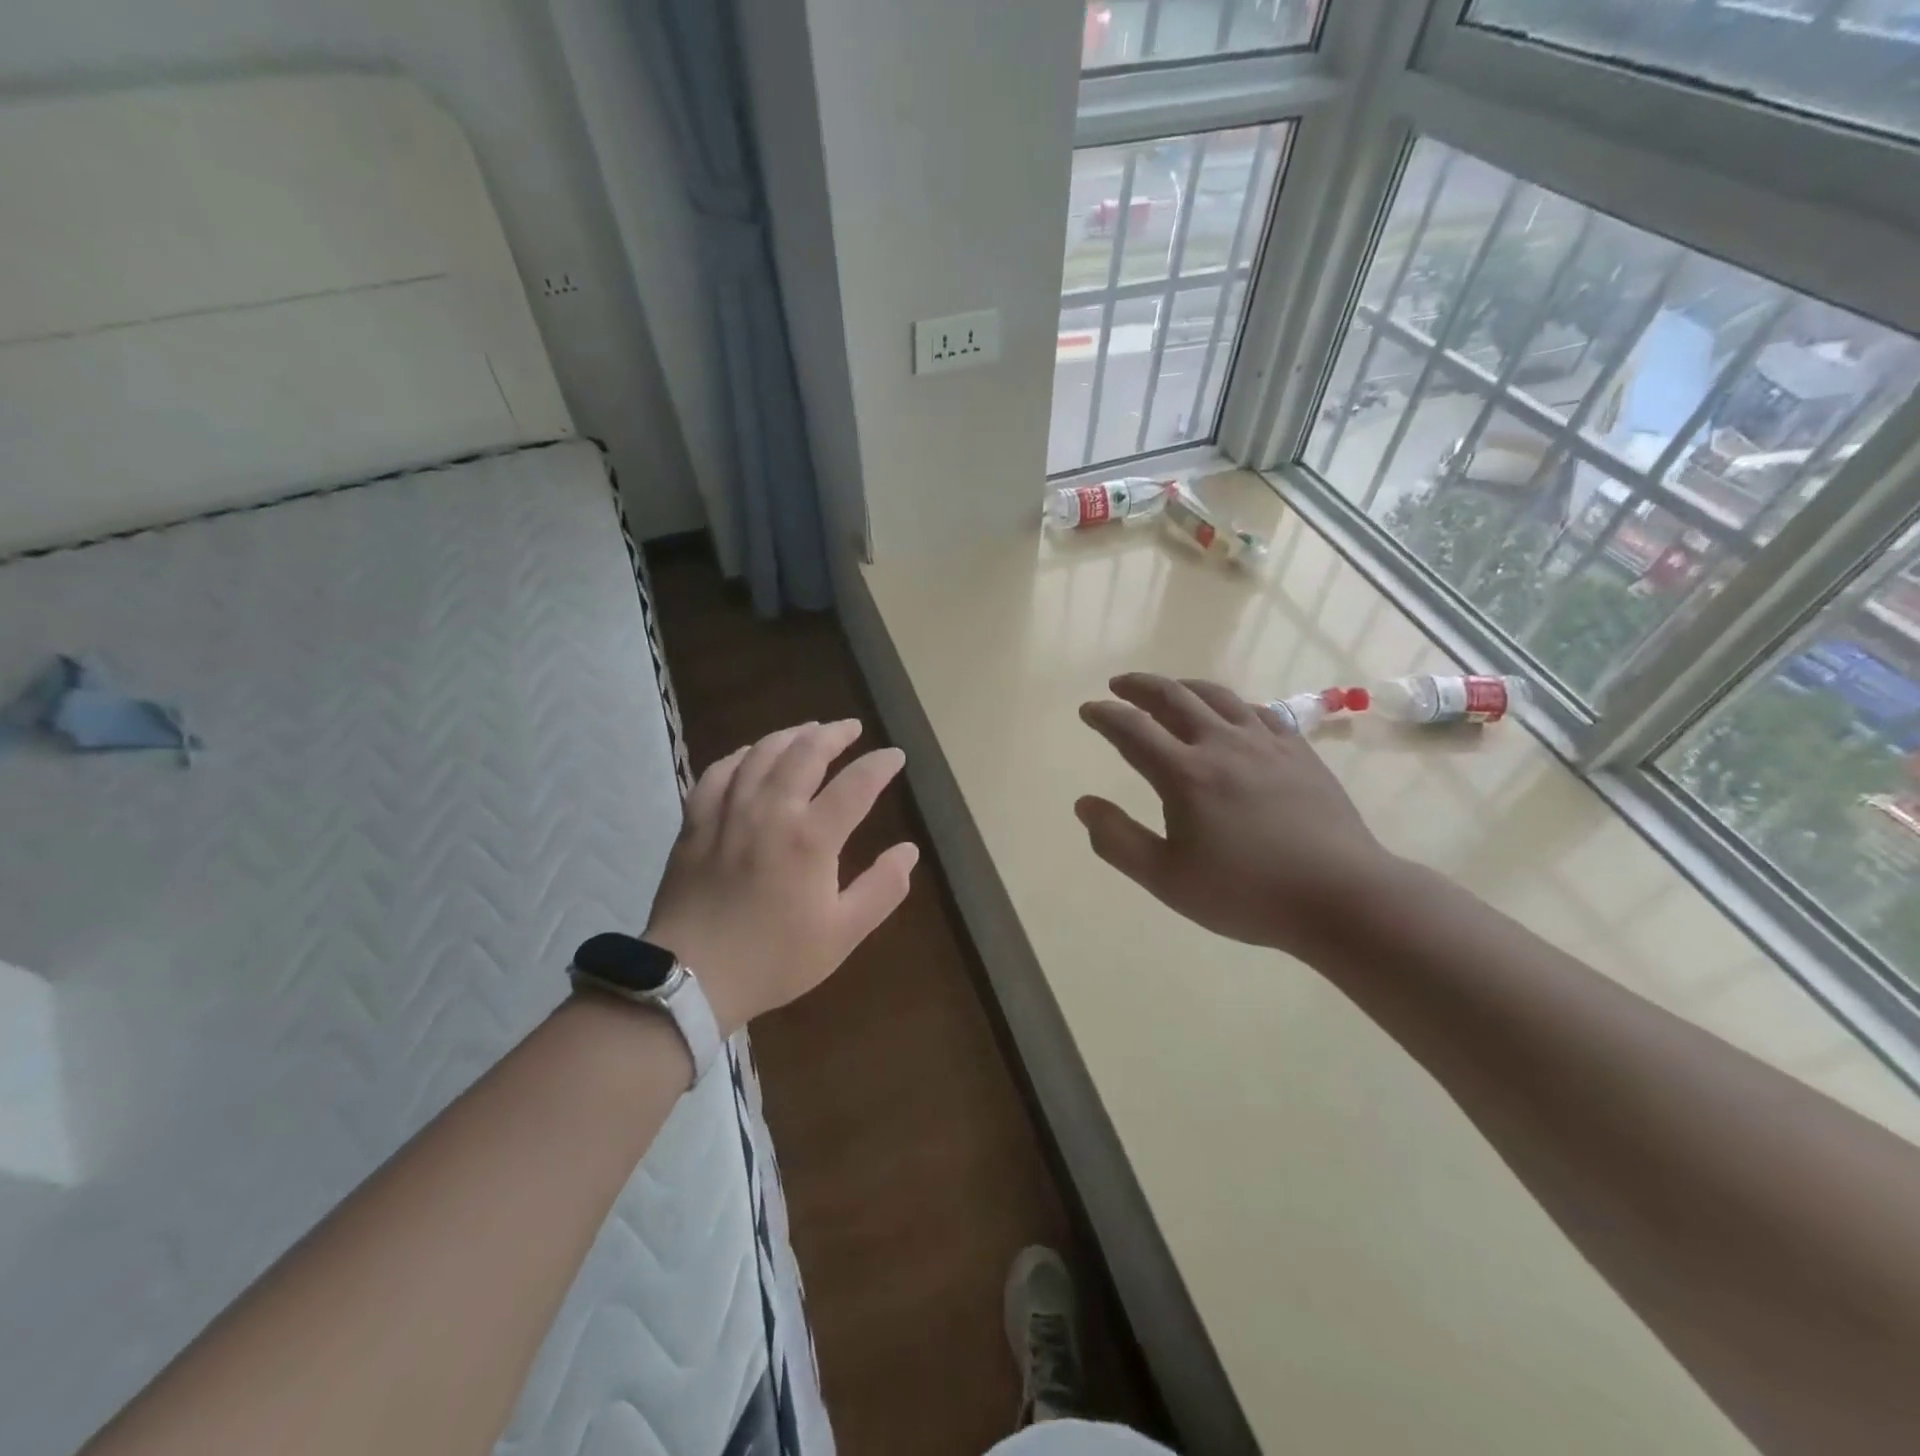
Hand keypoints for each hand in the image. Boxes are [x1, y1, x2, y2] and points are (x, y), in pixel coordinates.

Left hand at [643, 719, 918, 1034]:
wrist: (692, 977)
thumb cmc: (775, 958)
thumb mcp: (843, 933)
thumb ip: (882, 888)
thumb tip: (909, 850)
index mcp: (811, 837)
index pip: (856, 784)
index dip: (880, 765)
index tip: (895, 756)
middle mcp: (771, 811)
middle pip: (805, 753)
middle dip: (834, 734)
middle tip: (851, 728)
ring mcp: (728, 812)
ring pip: (761, 754)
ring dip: (790, 735)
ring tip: (808, 730)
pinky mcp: (696, 822)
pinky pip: (717, 772)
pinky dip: (740, 755)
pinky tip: (750, 755)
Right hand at [1075, 673, 1394, 959]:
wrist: (1341, 896)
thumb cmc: (1246, 893)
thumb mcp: (1167, 879)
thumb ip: (1118, 841)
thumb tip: (1083, 804)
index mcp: (1185, 774)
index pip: (1132, 730)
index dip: (1105, 715)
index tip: (1088, 710)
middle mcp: (1222, 745)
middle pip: (1174, 698)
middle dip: (1140, 686)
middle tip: (1119, 685)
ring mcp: (1265, 743)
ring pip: (1217, 696)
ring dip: (1183, 686)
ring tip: (1168, 689)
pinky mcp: (1299, 751)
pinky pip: (1258, 711)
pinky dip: (1231, 704)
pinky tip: (1231, 714)